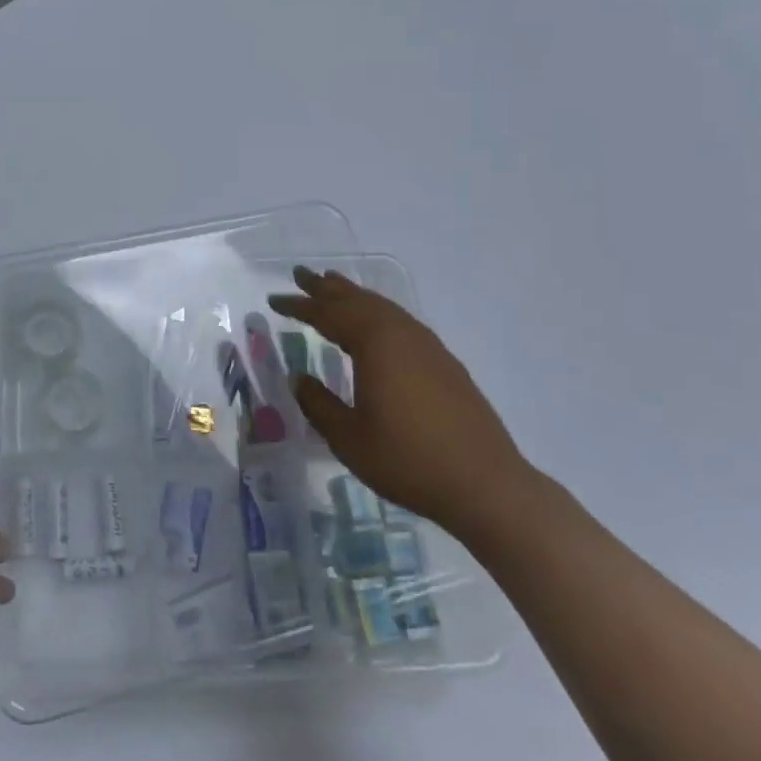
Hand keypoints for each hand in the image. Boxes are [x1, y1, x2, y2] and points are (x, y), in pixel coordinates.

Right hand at [269, 266, 531, 532]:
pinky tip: (376, 326)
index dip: (299, 306)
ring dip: (355, 296)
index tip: (274, 300)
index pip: (328, 315)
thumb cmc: (408, 461)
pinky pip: (401, 322)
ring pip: (383, 308)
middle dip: (327, 288)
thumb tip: (300, 379)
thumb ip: (319, 404)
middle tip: (301, 275)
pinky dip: (378, 313)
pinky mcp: (445, 363)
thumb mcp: (349, 438)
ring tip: (334, 287)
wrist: (486, 485)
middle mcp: (402, 334)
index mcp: (375, 344)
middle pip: (358, 300)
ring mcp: (428, 347)